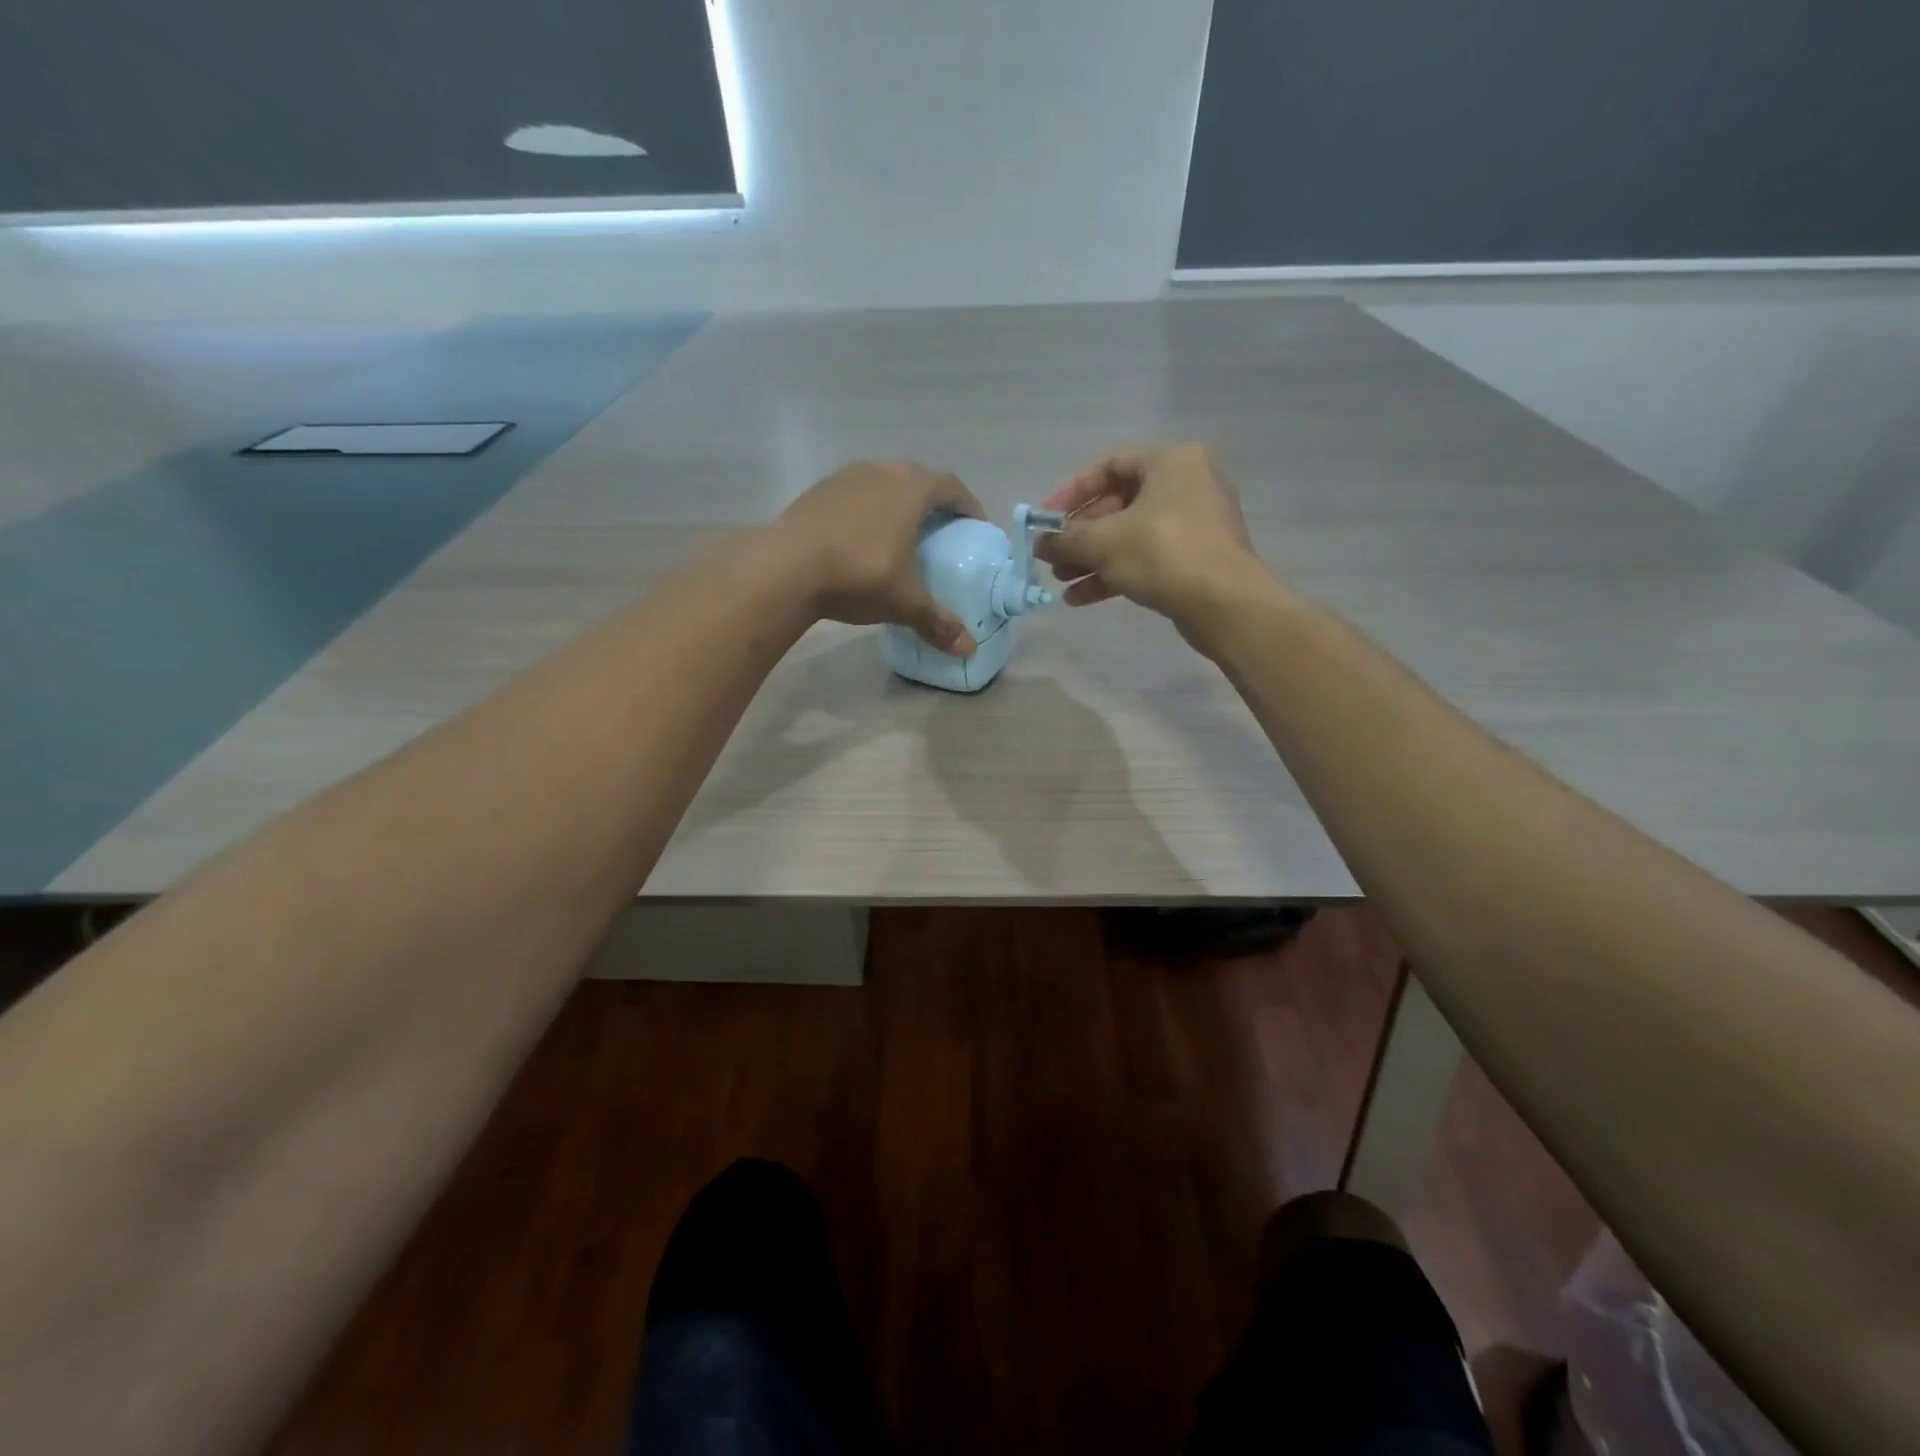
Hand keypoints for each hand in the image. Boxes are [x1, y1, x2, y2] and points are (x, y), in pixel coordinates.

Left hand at [777, 460, 986, 654]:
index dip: (968, 506)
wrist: (785, 568)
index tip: (976, 527)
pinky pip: (856, 497)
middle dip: (934, 504)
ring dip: (898, 505)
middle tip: (942, 533)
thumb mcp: (905, 602)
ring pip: (884, 485)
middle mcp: (881, 471)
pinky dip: (868, 513)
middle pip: (918, 480)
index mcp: (911, 488)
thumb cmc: (859, 575)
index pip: (951, 487)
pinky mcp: (818, 492)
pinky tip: (863, 541)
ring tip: (902, 536)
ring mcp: (845, 477)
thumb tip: (969, 650)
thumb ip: (938, 622)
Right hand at [1034, 444, 1263, 625]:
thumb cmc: (1162, 555)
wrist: (1224, 603)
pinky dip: (1115, 573)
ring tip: (1061, 581)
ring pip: (1130, 534)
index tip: (1046, 520)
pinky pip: (1147, 557)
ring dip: (1092, 558)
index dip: (1071, 491)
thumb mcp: (1103, 543)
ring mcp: (1195, 522)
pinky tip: (1081, 597)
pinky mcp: (1197, 557)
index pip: (1109, 464)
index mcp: (1170, 461)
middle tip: (1052, 557)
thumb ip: (1064, 539)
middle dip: (1080, 534)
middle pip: (1118, 504)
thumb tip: (1039, 543)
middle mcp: (1187, 483)